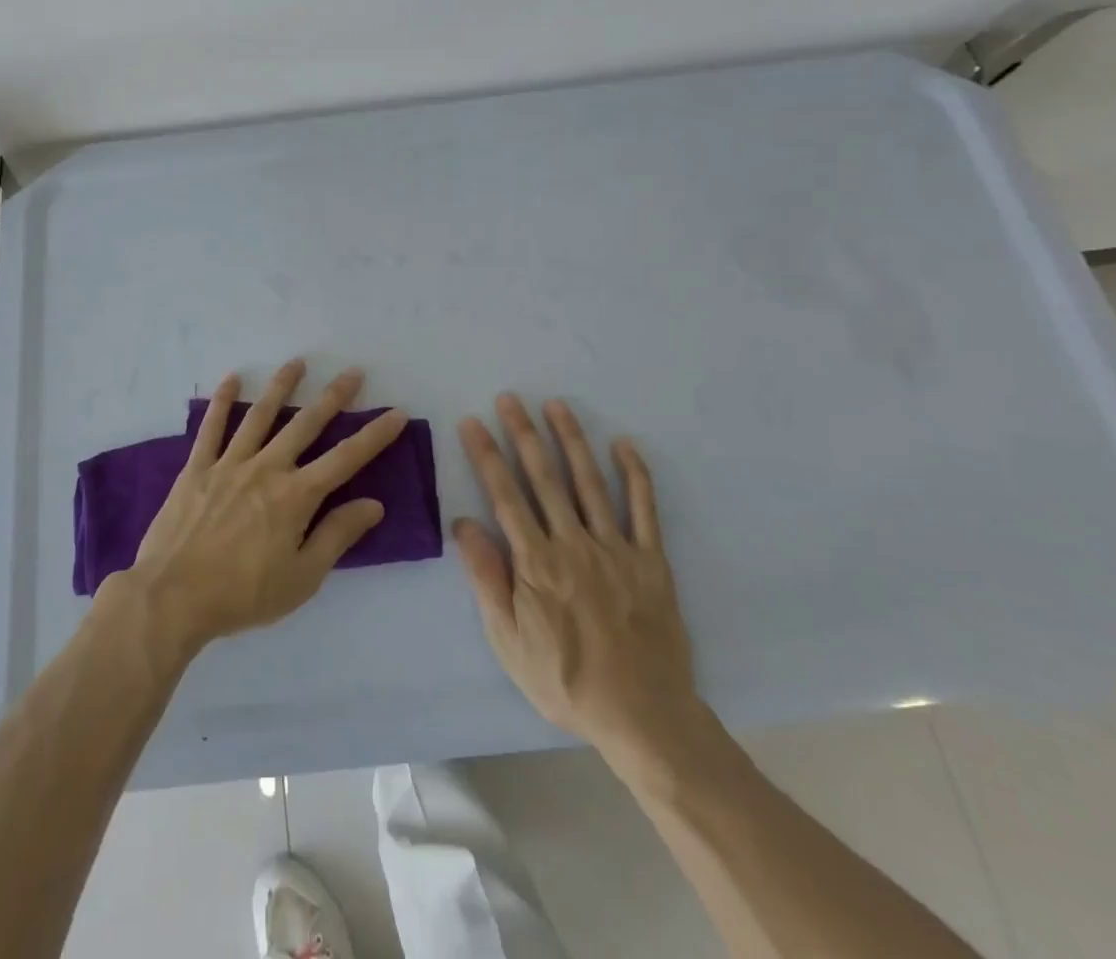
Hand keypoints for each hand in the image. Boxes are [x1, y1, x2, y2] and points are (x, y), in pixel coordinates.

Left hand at [123, 359, 407, 658]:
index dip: (374, 435)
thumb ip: (337, 536)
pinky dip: (222, 401)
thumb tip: (373, 504)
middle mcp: (267, 469)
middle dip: (333, 397)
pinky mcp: (197, 468)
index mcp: (296, 497)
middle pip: (306, 425)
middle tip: (352, 373)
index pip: (345, 459)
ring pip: (261, 415)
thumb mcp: (302, 578)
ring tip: (297, 363)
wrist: (173, 597)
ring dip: (281, 387)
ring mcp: (230, 463)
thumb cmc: (243, 594)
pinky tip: (231, 379)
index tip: (396, 413)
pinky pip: (211, 427)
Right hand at [456, 395, 709, 778]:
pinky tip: (623, 445)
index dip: (486, 455)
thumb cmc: (564, 681)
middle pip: (544, 477)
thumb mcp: (508, 640)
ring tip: (556, 405)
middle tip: (510, 398)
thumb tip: (463, 524)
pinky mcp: (651, 561)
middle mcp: (574, 543)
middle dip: (523, 433)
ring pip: (590, 482)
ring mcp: (616, 548)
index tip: (473, 422)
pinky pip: (644, 509)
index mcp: (536, 562)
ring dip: (571, 439)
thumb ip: (487, 578)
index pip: (505, 495)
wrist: (644, 718)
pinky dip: (635, 474)